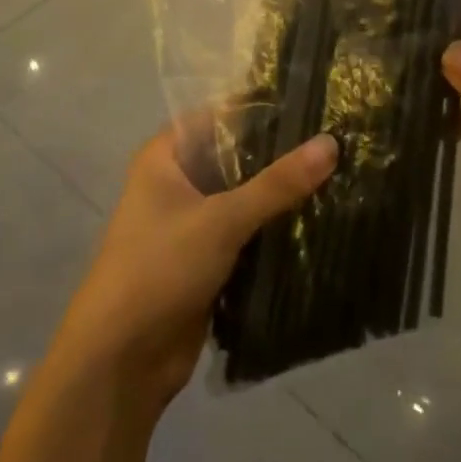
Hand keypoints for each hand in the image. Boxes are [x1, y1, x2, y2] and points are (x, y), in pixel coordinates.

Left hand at [55, 126, 337, 407]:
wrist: (122, 361)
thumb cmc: (160, 269)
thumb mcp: (221, 220)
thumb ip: (277, 184)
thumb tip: (331, 142)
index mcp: (163, 159)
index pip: (216, 116)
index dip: (258, 107)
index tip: (310, 101)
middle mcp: (176, 184)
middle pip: (233, 158)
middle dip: (278, 154)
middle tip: (336, 139)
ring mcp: (191, 225)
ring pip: (243, 198)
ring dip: (280, 195)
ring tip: (339, 173)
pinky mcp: (206, 261)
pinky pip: (247, 235)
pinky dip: (274, 229)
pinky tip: (319, 219)